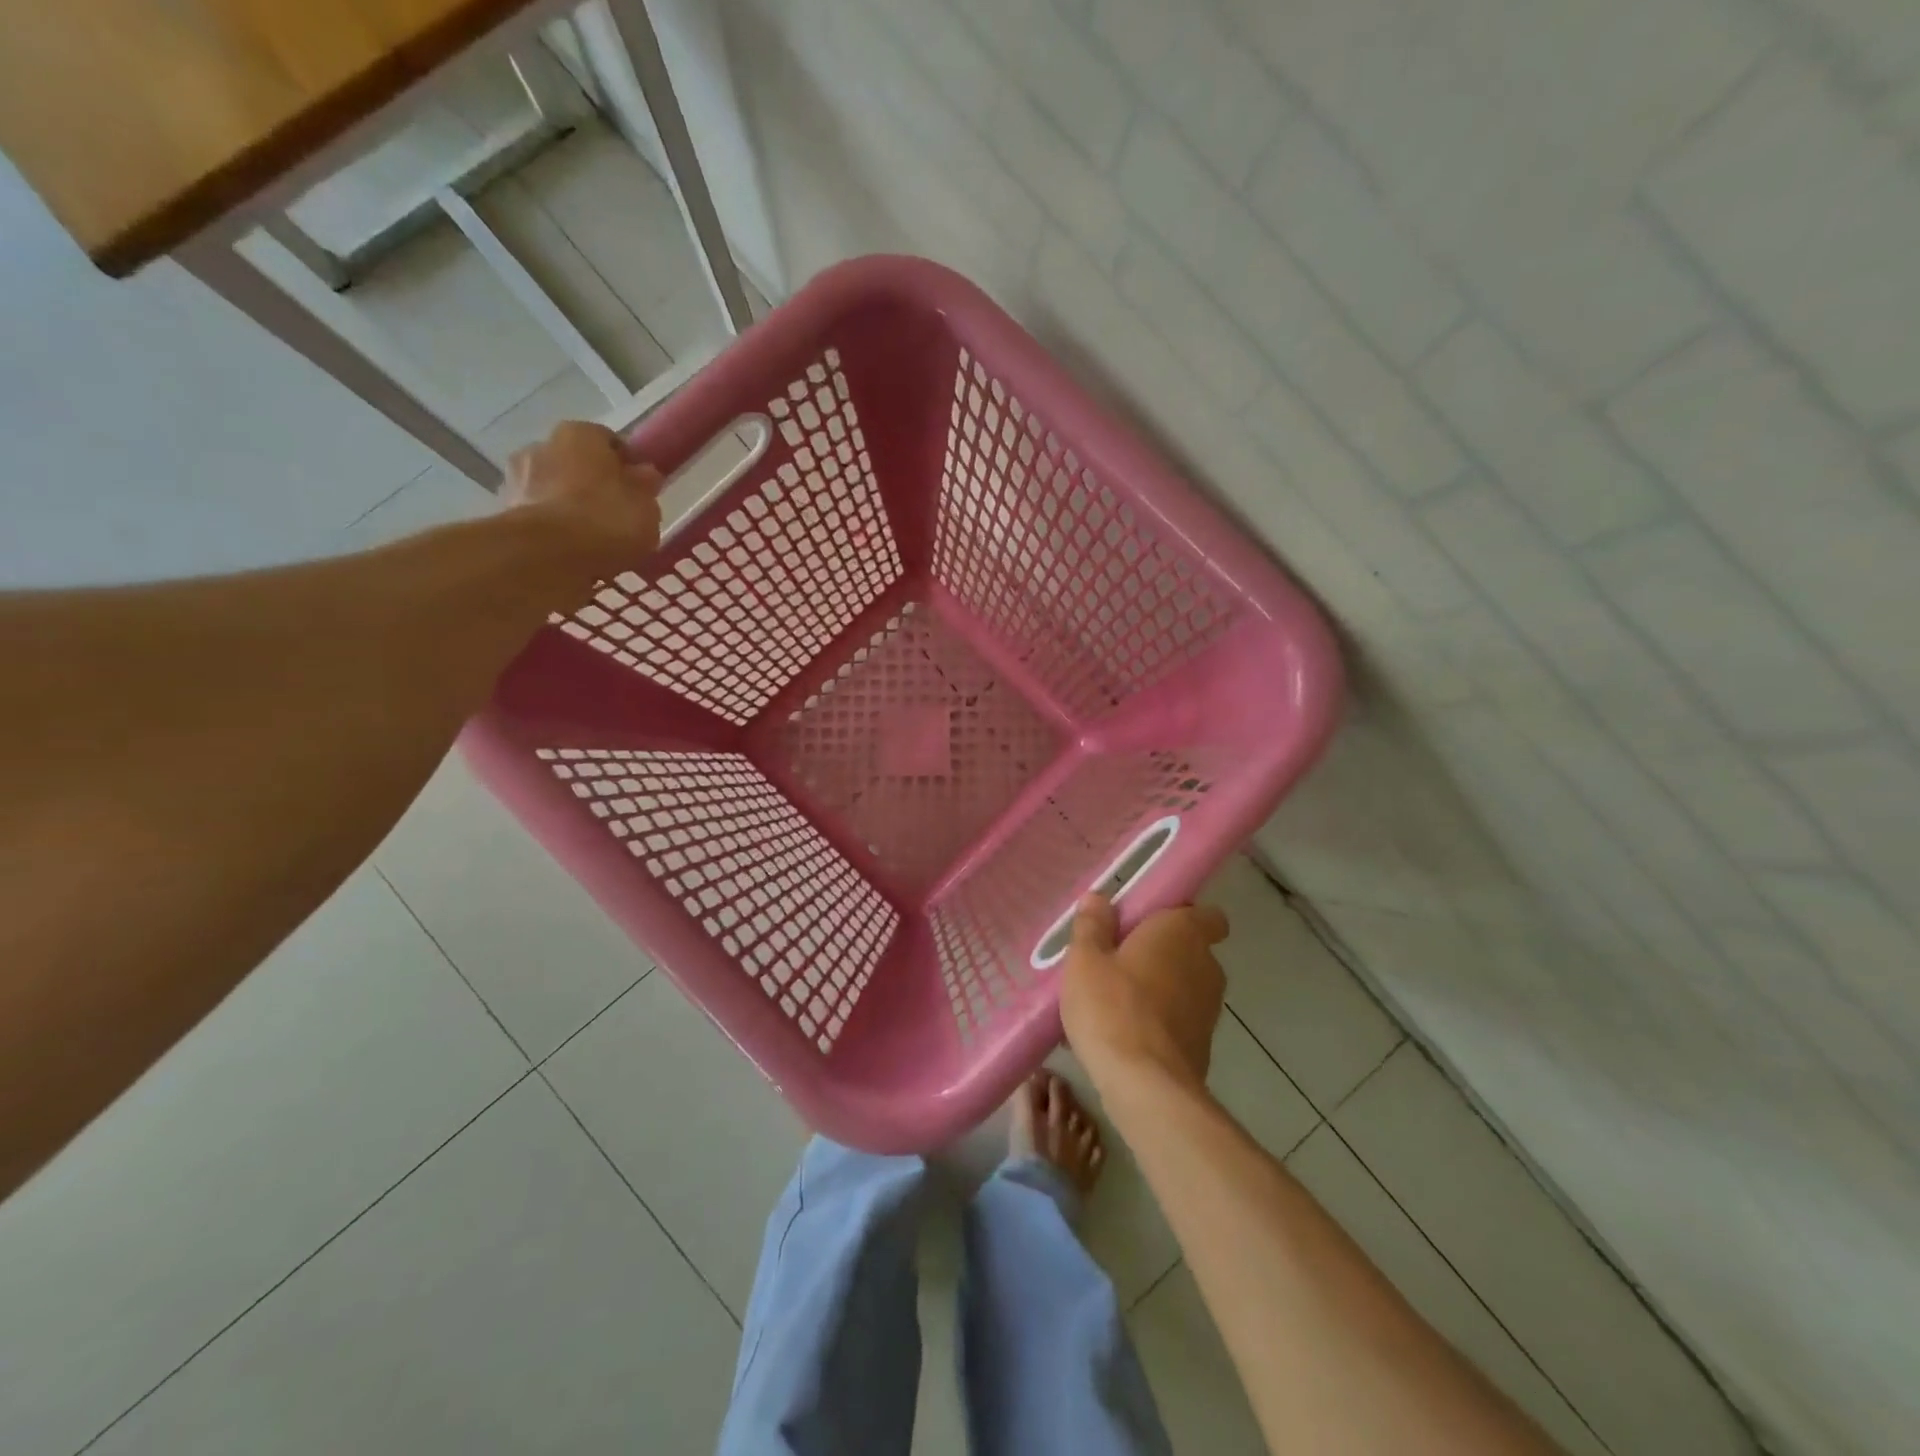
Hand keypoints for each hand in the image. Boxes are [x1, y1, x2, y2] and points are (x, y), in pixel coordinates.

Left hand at [503, 421, 662, 565]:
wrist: (546, 555)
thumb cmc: (606, 520)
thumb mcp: (646, 506)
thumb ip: (644, 488)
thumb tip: (644, 475)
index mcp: (580, 434)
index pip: (609, 442)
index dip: (627, 466)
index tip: (640, 491)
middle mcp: (542, 445)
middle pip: (576, 464)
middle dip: (592, 485)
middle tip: (615, 516)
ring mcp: (516, 479)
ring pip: (554, 491)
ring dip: (569, 508)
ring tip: (592, 540)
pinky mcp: (503, 513)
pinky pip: (539, 518)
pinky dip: (553, 530)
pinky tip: (571, 553)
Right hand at [1060, 894, 1228, 1093]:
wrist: (1146, 1087)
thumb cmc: (1112, 1007)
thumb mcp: (1085, 960)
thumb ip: (1093, 925)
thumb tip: (1100, 898)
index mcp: (1183, 932)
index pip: (1207, 914)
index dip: (1180, 915)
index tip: (1145, 923)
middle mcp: (1206, 964)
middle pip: (1188, 948)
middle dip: (1158, 952)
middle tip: (1116, 960)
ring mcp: (1209, 1008)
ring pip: (1182, 985)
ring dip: (1156, 988)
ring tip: (1112, 1001)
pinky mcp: (1203, 1044)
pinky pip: (1178, 1019)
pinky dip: (1158, 1021)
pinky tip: (1122, 1034)